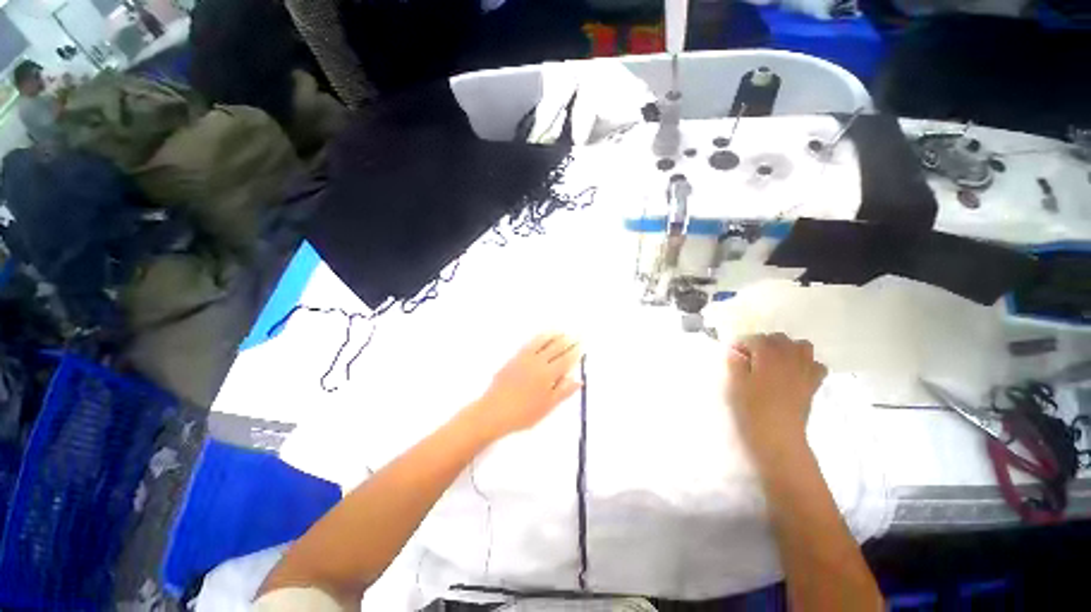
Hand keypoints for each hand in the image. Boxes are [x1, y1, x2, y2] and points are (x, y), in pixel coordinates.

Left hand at [468, 333, 582, 441]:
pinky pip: (530, 343)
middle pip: (556, 348)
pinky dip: (539, 337)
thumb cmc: (523, 414)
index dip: (575, 352)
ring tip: (562, 330)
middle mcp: (538, 362)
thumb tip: (578, 380)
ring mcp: (525, 358)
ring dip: (554, 335)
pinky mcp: (515, 357)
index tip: (582, 345)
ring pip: (543, 342)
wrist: (494, 411)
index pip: (566, 360)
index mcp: (548, 375)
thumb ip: (563, 391)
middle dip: (567, 341)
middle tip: (575, 334)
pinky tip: (542, 336)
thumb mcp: (547, 407)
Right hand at [725, 333, 826, 462]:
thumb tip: (736, 351)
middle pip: (779, 339)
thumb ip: (734, 362)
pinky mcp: (812, 387)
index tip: (730, 355)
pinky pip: (815, 366)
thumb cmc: (749, 410)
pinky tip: (791, 374)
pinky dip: (805, 365)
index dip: (740, 344)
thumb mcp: (732, 383)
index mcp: (768, 355)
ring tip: (771, 362)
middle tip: (748, 359)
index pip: (754, 338)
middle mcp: (790, 358)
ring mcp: (804, 372)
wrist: (776, 440)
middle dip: (763, 344)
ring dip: (786, 350)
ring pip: (802, 348)